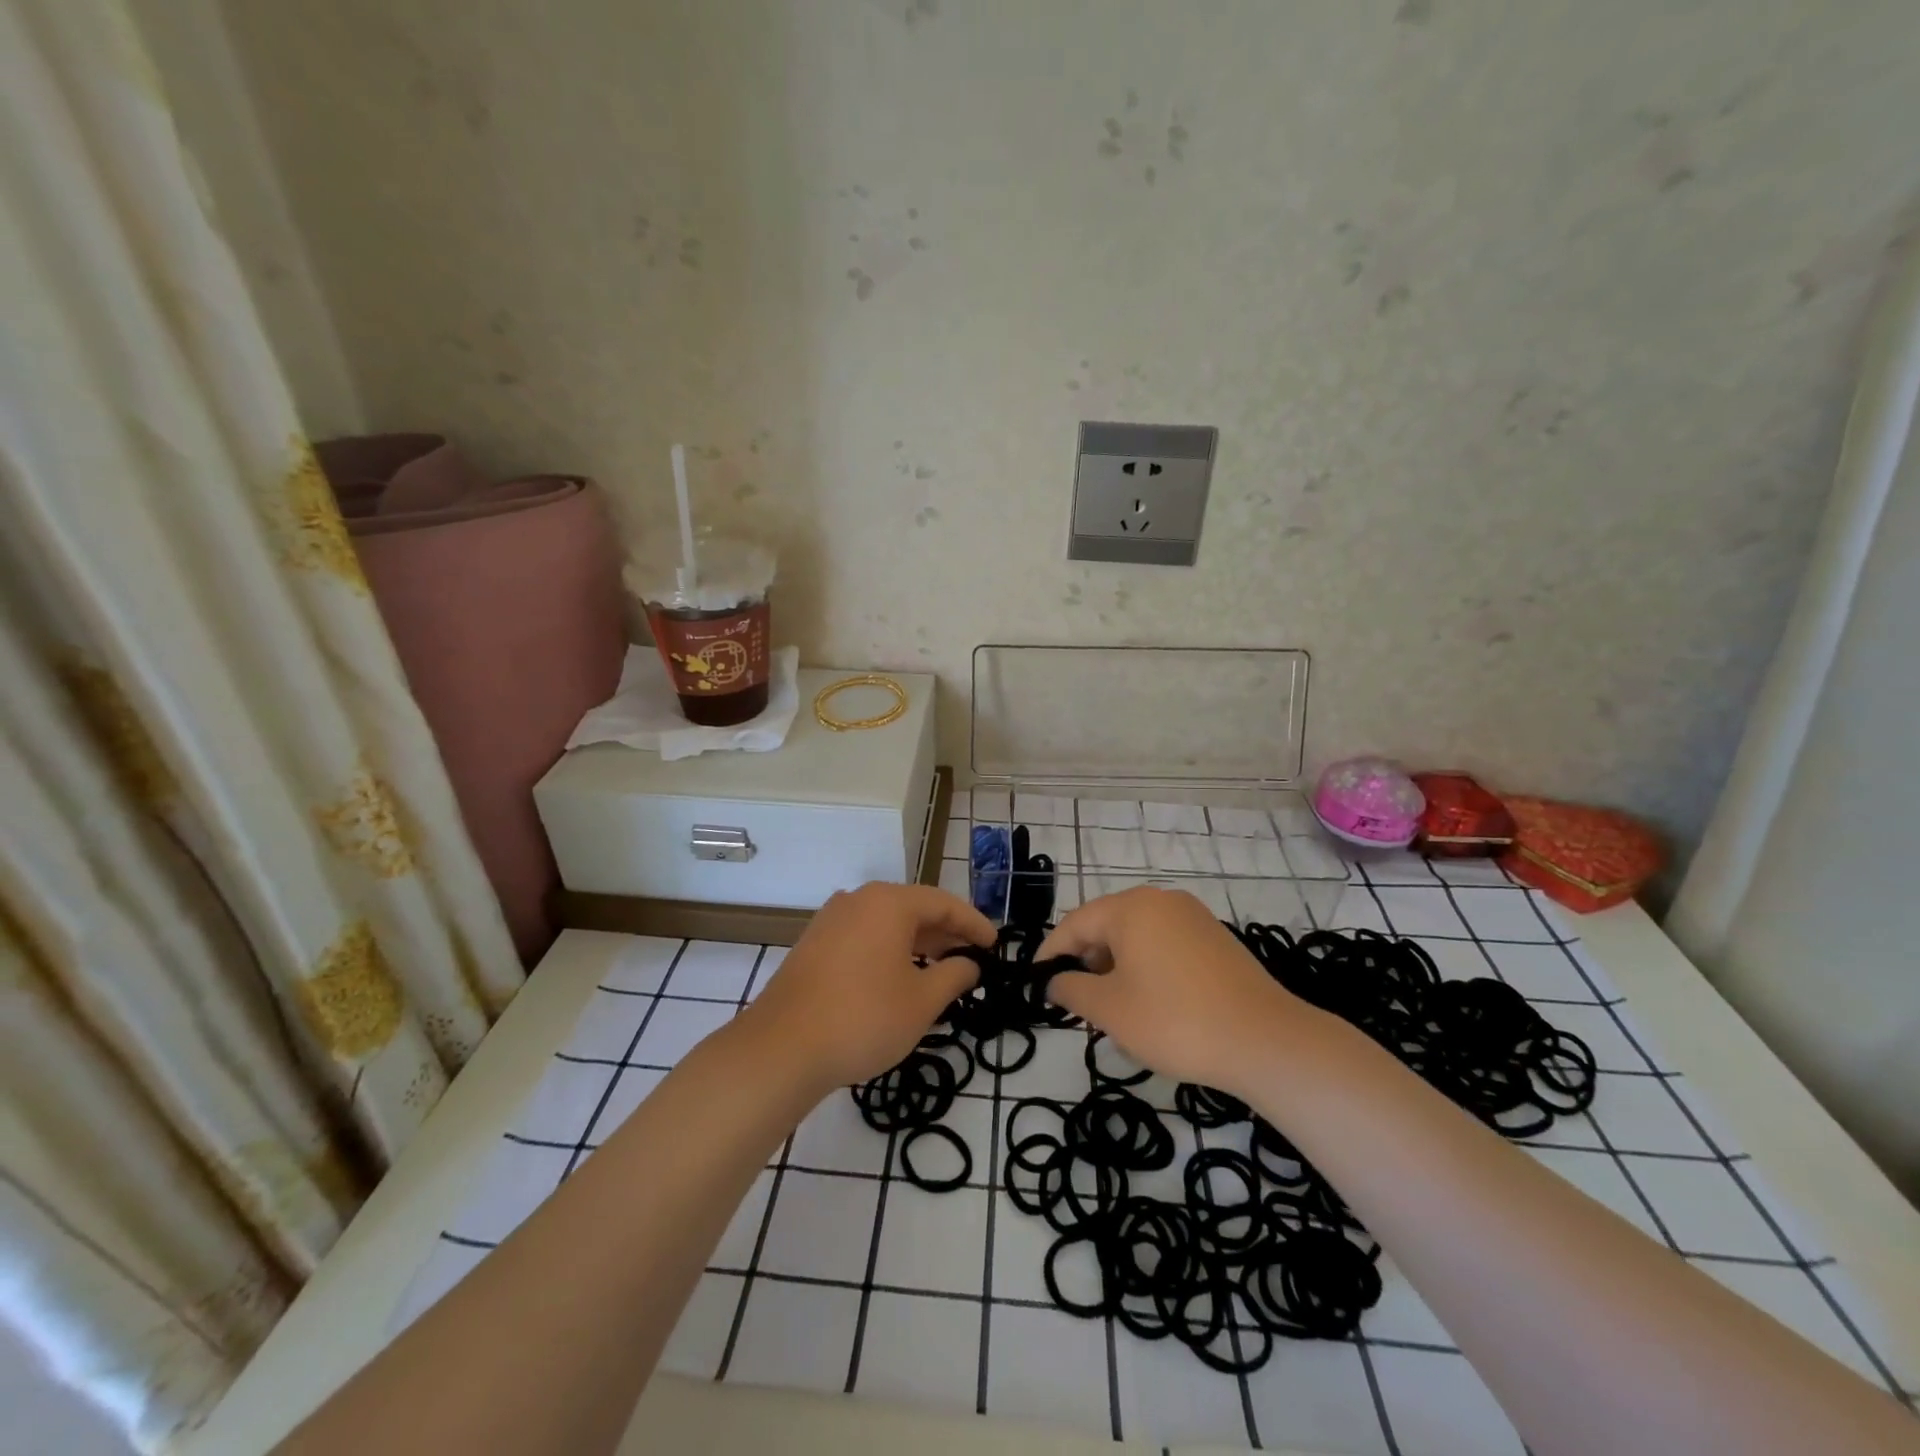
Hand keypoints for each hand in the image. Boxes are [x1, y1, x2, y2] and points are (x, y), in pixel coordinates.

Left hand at [744, 882, 994, 1090]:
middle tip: (972, 958)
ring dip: (917, 943)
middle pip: (913, 909)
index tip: (995, 944)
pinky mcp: (814, 944)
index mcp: (888, 903)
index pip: (943, 904)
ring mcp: (831, 921)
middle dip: (946, 933)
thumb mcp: (922, 1001)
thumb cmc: (864, 1018)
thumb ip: (953, 976)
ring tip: (940, 969)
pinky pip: (864, 937)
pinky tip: (899, 977)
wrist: (781, 1048)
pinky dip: (889, 951)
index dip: (973, 924)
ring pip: (886, 924)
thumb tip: (969, 964)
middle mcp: (858, 900)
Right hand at [1037, 886, 1306, 1096]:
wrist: (1266, 1040)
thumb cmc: (1175, 1021)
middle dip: (1086, 961)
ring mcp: (1193, 916)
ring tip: (1113, 1006)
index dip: (1051, 953)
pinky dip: (1147, 965)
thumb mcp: (1111, 1010)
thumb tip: (1055, 982)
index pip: (1075, 924)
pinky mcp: (1215, 937)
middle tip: (1076, 1000)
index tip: (1036, 981)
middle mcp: (1161, 900)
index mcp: (1131, 908)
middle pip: (1107, 925)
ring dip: (1116, 965)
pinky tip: (1151, 1001)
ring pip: (1137, 935)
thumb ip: (1072, 990)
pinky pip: (1165, 943)